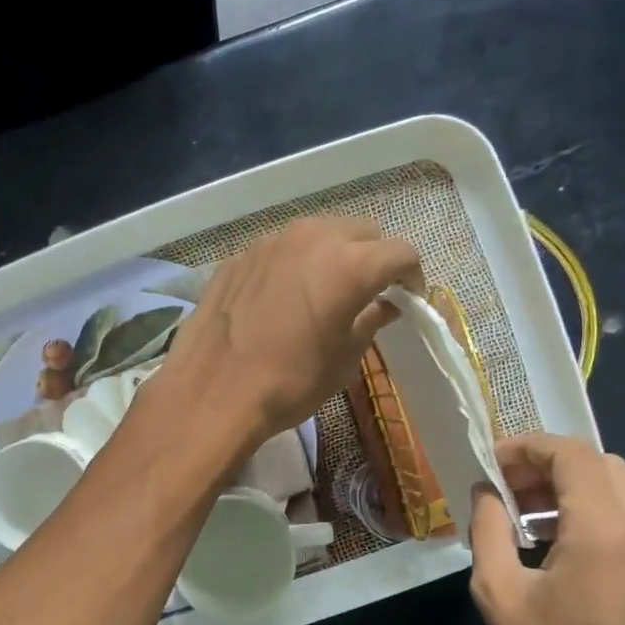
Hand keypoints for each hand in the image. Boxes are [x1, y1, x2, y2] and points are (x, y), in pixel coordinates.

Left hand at [155, 216, 422, 453]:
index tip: (407, 298)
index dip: (411, 276)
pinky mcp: (239, 256)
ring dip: (331, 254)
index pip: (401, 252)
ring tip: (324, 289)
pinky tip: (280, 298)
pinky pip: (279, 250)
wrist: (213, 392)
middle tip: (368, 291)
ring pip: (317, 232)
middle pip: (361, 231)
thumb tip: (385, 305)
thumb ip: (371, 321)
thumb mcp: (344, 359)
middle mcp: (312, 238)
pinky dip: (292, 265)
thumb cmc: (290, 383)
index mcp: (350, 264)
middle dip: (373, 257)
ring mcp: (270, 242)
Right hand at [468, 434, 624, 624]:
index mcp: (606, 534)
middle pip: (600, 464)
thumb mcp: (499, 593)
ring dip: (570, 488)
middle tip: (505, 491)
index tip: (491, 465)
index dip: (528, 448)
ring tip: (524, 516)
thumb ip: (489, 528)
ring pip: (619, 487)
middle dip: (548, 466)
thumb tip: (486, 490)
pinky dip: (592, 510)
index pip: (573, 455)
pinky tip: (555, 541)